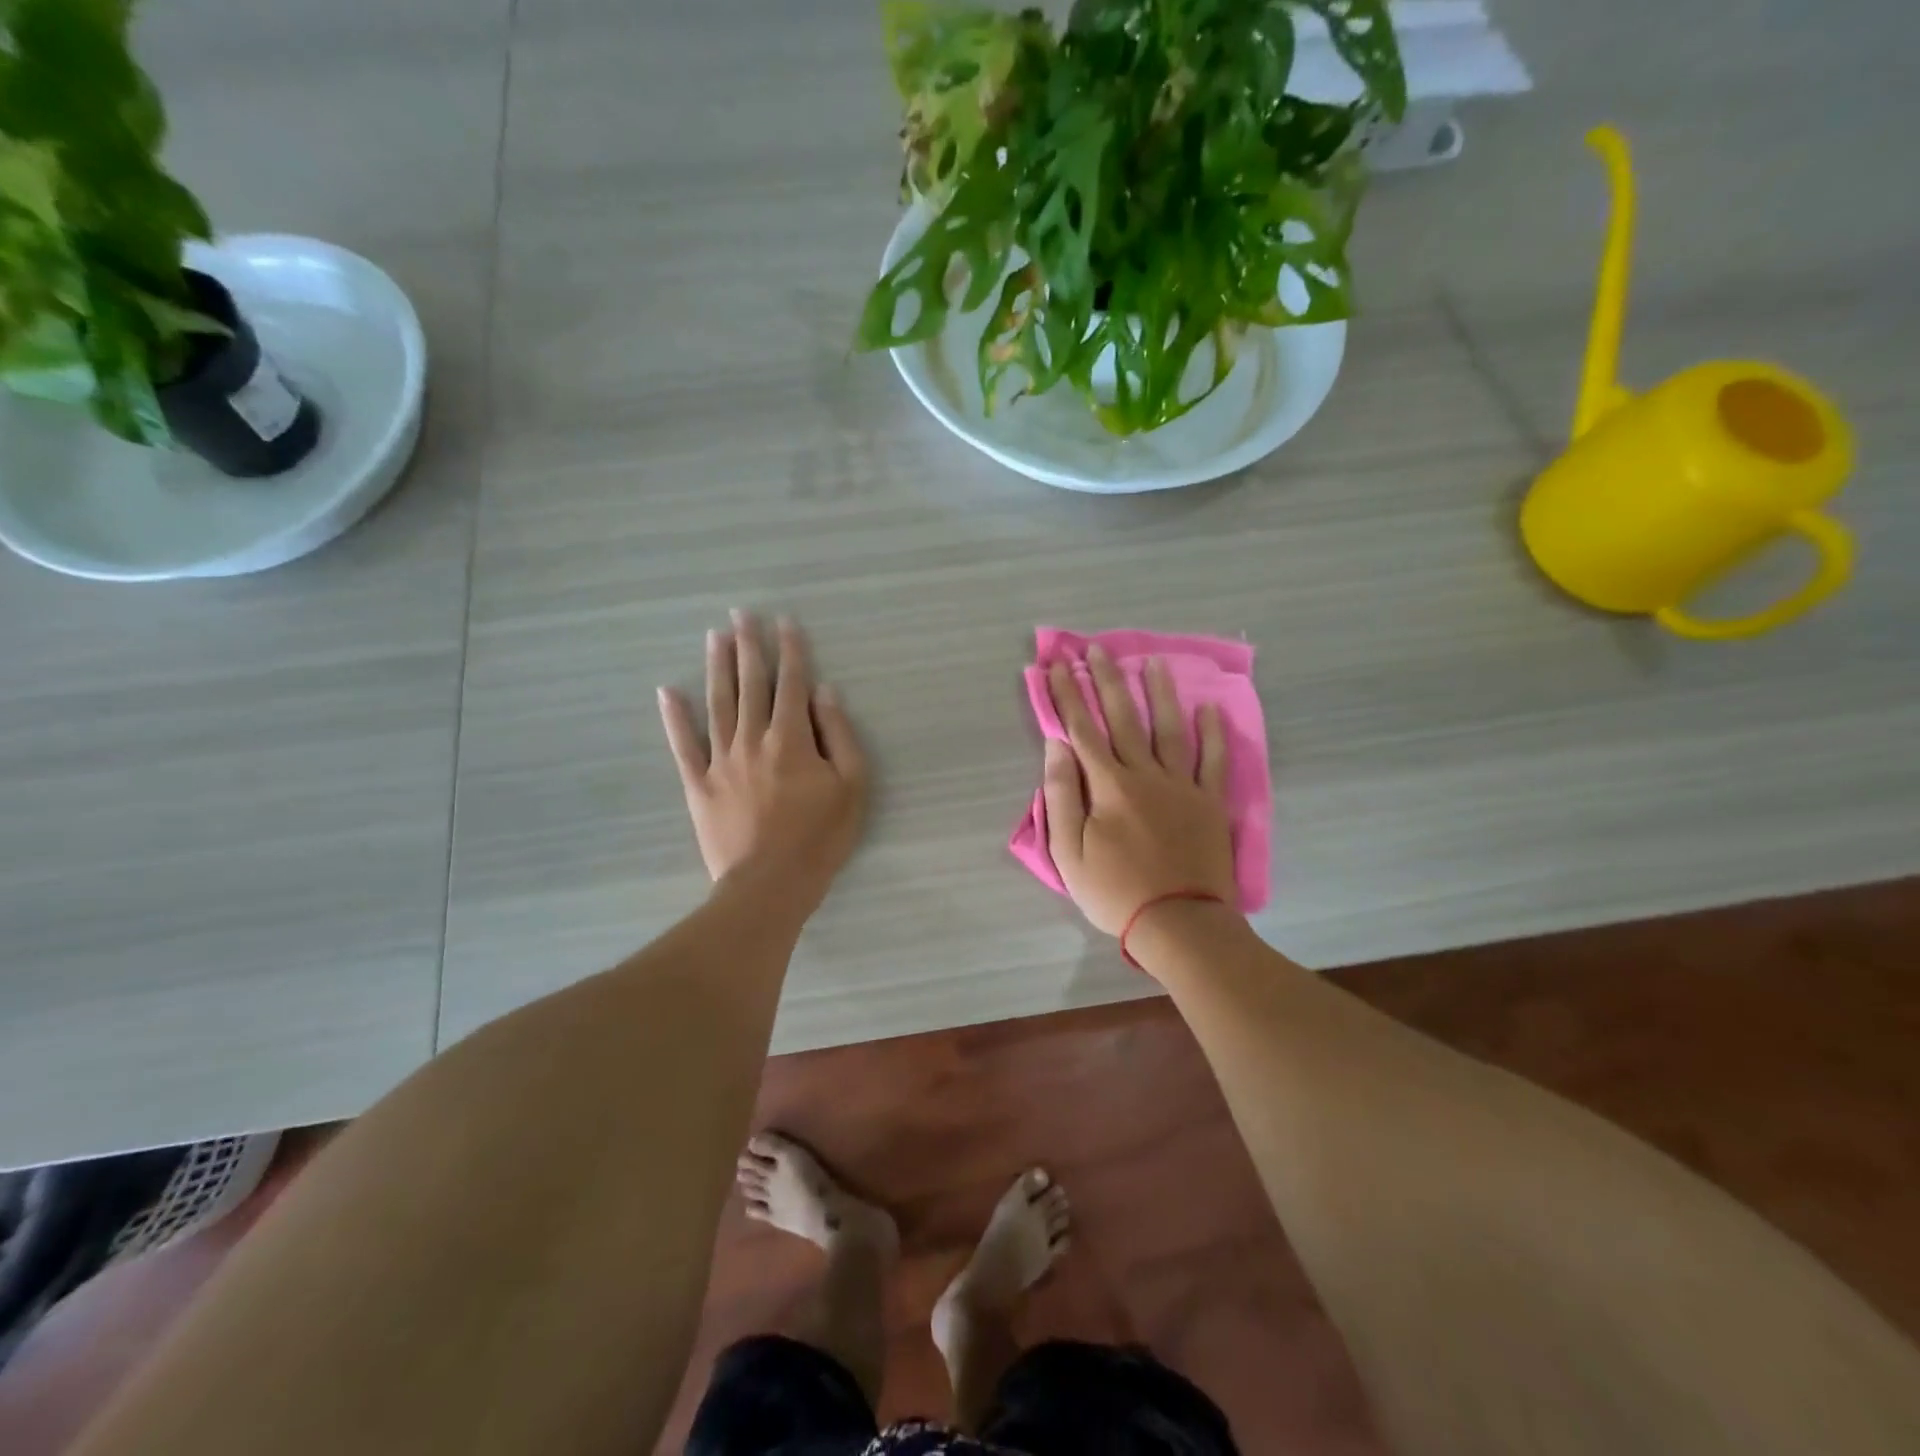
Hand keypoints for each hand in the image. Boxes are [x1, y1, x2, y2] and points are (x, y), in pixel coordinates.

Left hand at [658, 612, 866, 914]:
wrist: (769, 886)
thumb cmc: (820, 838)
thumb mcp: (852, 786)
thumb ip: (840, 735)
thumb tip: (824, 692)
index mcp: (791, 739)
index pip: (792, 683)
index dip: (790, 650)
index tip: (785, 621)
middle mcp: (753, 739)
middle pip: (751, 684)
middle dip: (748, 646)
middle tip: (741, 614)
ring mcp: (721, 761)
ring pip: (718, 704)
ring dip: (717, 667)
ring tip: (714, 637)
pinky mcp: (699, 785)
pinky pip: (684, 746)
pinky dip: (675, 718)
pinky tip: (667, 691)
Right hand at [1042, 644, 1235, 938]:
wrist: (1179, 923)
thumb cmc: (1115, 891)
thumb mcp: (1070, 852)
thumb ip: (1062, 795)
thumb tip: (1056, 746)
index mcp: (1109, 785)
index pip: (1081, 730)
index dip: (1067, 697)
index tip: (1057, 667)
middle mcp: (1145, 774)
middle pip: (1123, 718)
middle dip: (1107, 681)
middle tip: (1097, 649)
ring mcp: (1182, 785)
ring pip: (1169, 729)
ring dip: (1159, 694)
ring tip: (1152, 662)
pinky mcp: (1209, 802)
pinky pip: (1213, 760)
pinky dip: (1213, 733)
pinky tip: (1209, 709)